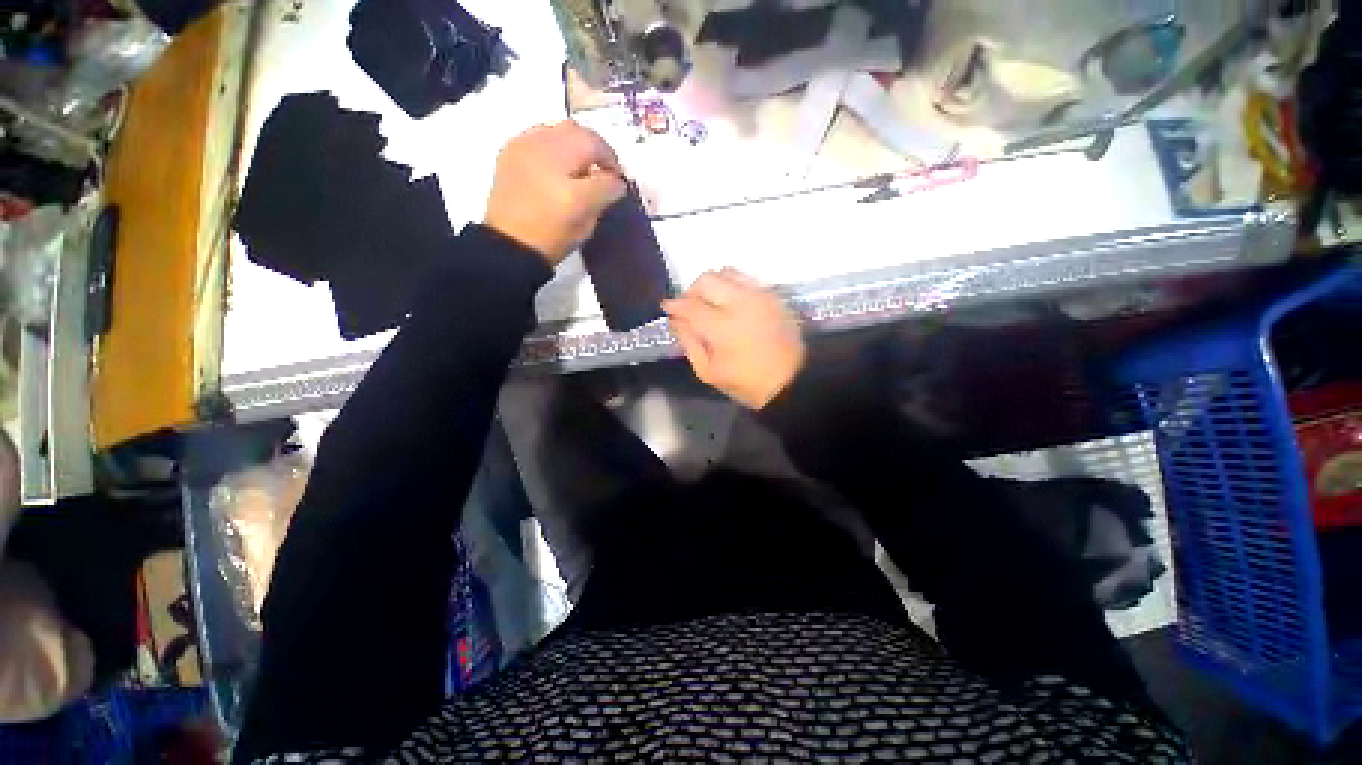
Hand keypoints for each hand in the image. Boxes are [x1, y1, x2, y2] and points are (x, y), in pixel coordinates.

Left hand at [484, 121, 627, 264]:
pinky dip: (554, 150)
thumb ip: (607, 190)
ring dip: (574, 148)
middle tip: (602, 174)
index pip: (596, 144)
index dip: (613, 162)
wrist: (510, 247)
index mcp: (560, 154)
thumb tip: (617, 181)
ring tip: (580, 174)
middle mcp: (539, 140)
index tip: (618, 183)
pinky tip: (556, 172)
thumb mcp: (588, 215)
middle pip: (575, 131)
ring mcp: (520, 146)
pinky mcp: (508, 157)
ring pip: (556, 133)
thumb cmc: (553, 232)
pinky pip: (538, 141)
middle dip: (593, 150)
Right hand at [663, 269, 806, 409]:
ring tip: (710, 302)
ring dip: (713, 284)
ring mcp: (760, 295)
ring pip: (728, 272)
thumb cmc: (747, 383)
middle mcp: (741, 302)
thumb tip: (677, 321)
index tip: (667, 308)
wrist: (794, 381)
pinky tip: (732, 304)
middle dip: (691, 290)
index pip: (691, 305)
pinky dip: (732, 286)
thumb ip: (689, 343)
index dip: (675, 305)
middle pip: (707, 279)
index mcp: (723, 326)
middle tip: (689, 307)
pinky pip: (747, 279)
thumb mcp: (709, 372)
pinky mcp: (774, 295)